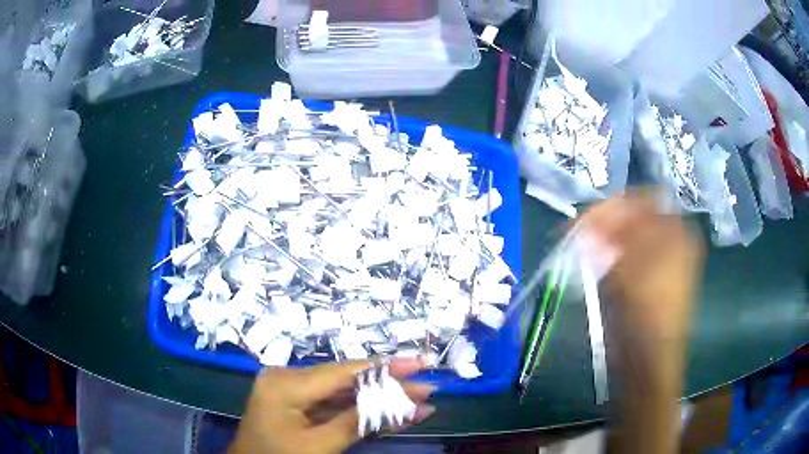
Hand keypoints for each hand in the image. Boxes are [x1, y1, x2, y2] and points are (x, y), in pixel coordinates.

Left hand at [229, 358, 435, 453]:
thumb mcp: (320, 446)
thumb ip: (359, 422)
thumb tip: (406, 404)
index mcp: (286, 384)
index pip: (344, 372)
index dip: (385, 368)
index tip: (420, 363)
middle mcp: (287, 377)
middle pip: (346, 379)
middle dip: (387, 384)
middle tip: (425, 385)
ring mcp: (290, 388)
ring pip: (341, 390)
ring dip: (377, 396)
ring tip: (414, 398)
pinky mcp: (294, 400)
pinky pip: (330, 401)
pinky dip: (358, 407)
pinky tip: (386, 408)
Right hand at [580, 192, 703, 453]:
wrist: (649, 360)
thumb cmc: (646, 313)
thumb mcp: (629, 268)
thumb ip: (609, 238)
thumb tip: (588, 221)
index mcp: (677, 232)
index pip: (644, 200)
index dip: (615, 206)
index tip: (587, 219)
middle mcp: (672, 242)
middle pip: (635, 219)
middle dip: (606, 224)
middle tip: (579, 234)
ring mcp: (661, 262)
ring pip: (629, 238)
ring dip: (605, 240)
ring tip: (583, 250)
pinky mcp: (648, 280)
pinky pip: (627, 257)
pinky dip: (609, 257)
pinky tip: (595, 265)